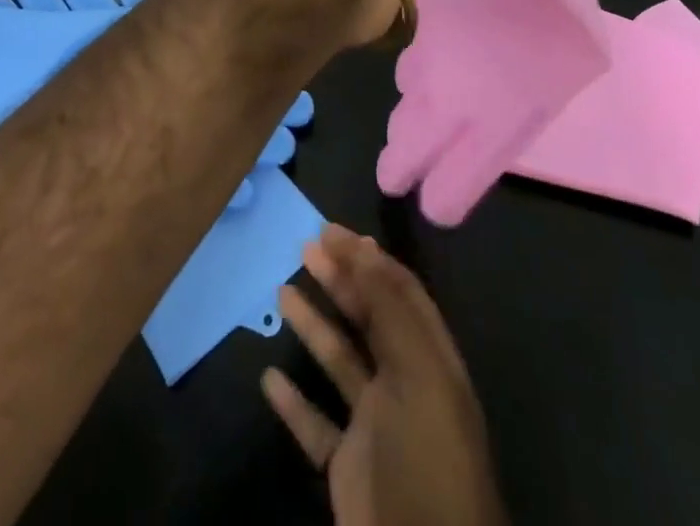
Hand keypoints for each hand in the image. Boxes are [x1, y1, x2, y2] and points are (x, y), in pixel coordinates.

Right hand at [262, 226, 507, 525]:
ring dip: (314, 326)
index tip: (333, 231)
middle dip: (341, 280)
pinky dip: (294, 400)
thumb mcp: (418, 374)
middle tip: (306, 247)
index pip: (401, 293)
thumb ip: (390, 310)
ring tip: (282, 291)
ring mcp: (376, 429)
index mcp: (431, 362)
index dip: (369, 258)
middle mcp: (405, 387)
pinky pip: (317, 424)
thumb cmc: (427, 459)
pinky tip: (269, 378)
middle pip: (370, 319)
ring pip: (341, 363)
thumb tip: (364, 248)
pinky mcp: (348, 469)